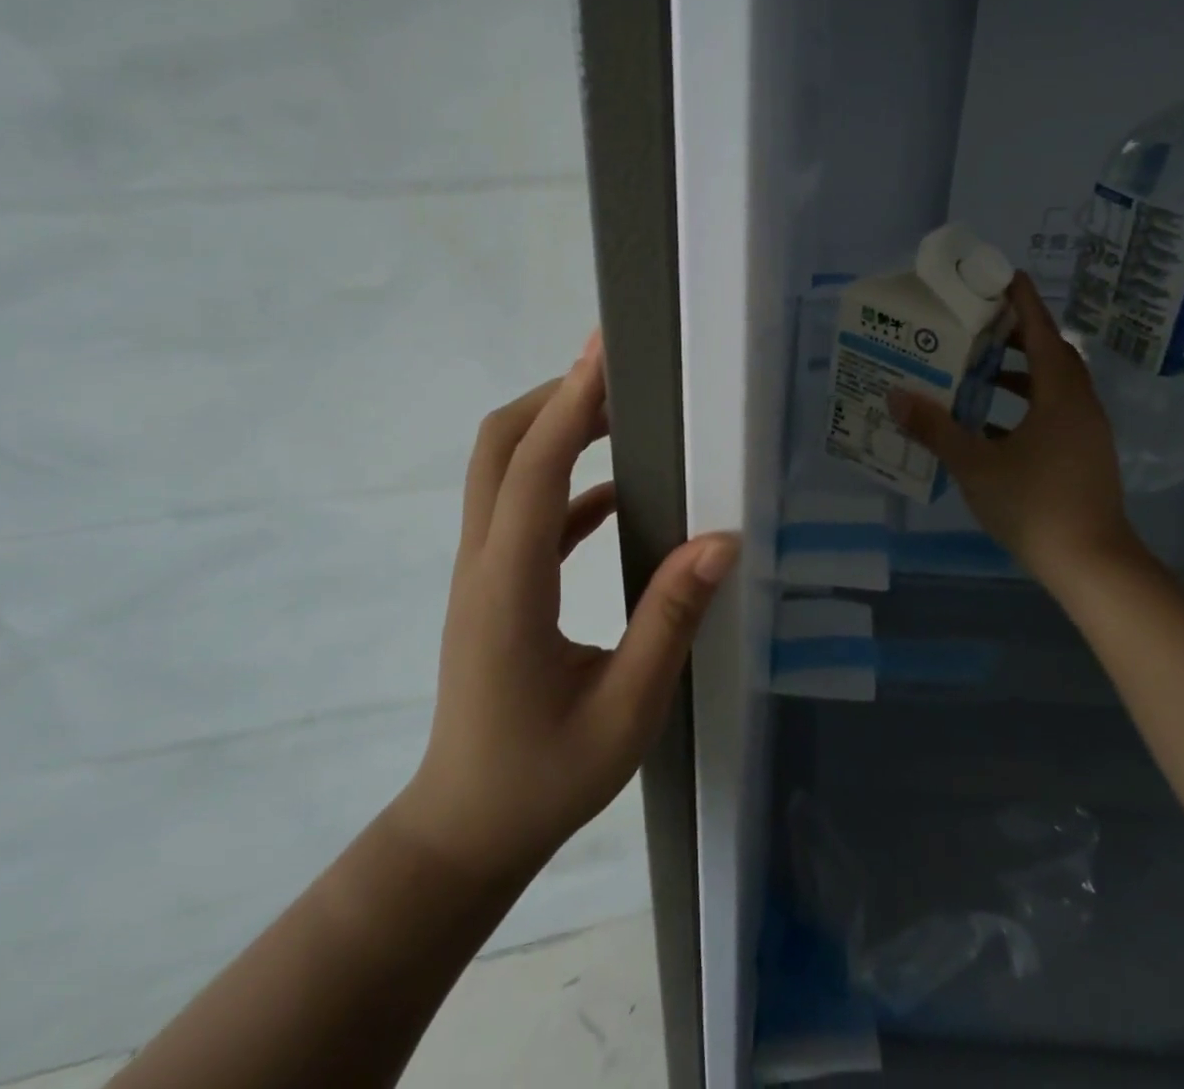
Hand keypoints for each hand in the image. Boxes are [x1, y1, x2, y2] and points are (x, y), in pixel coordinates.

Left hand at [392, 332, 739, 882]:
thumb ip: (670, 620)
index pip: (534, 468)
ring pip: (503, 472)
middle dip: (555, 397)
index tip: (607, 351)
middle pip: (498, 447)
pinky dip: (565, 484)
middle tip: (618, 375)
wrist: (464, 832)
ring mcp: (483, 573)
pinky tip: (620, 495)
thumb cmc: (544, 778)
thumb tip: (720, 540)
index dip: (572, 402)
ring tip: (625, 414)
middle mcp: (484, 563)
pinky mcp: (495, 587)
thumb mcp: (626, 709)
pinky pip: (525, 513)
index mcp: (509, 586)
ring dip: (557, 432)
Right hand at [889, 274, 1150, 590]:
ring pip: (1053, 385)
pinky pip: (1054, 412)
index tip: (1002, 276)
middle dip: (1017, 335)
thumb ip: (936, 429)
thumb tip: (897, 395)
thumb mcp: (976, 465)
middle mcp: (1079, 404)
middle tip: (978, 325)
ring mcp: (1087, 431)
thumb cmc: (1035, 505)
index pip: (1041, 332)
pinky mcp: (1085, 454)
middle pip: (1051, 354)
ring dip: (1020, 373)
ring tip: (979, 371)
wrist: (1093, 563)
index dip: (1023, 302)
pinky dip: (1026, 405)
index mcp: (1059, 395)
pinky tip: (992, 424)